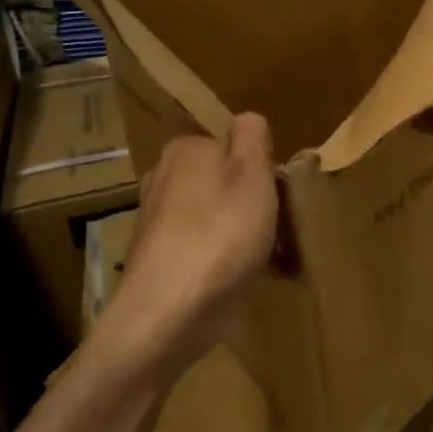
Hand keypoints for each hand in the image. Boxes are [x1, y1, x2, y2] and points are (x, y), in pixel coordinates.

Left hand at [108, 113, 278, 376]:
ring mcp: (155, 220)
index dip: (256, 163)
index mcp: (185, 148)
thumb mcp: (253, 172)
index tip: (276, 190)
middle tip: (277, 224)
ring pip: (209, 214)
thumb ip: (252, 137)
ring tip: (264, 256)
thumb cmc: (221, 232)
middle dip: (245, 197)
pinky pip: (199, 246)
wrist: (169, 311)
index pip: (226, 141)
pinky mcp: (156, 259)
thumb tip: (246, 120)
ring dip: (235, 230)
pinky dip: (219, 257)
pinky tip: (237, 279)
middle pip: (217, 178)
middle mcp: (162, 177)